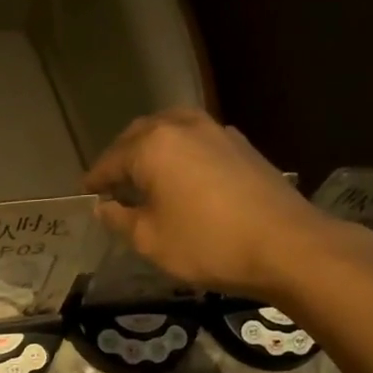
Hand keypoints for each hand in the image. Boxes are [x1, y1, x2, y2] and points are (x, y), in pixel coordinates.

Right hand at [84, 108, 347, 301]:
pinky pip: (197, 141)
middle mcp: (182, 127)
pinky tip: (182, 178)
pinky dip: (180, 154)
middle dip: (122, 156)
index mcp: (152, 146)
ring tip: (145, 176)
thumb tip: (104, 207)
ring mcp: (217, 132)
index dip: (95, 180)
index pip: (111, 160)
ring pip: (172, 131)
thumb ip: (120, 219)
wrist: (286, 245)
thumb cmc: (206, 244)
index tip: (86, 194)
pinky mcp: (242, 146)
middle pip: (140, 135)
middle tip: (112, 183)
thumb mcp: (150, 240)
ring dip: (152, 149)